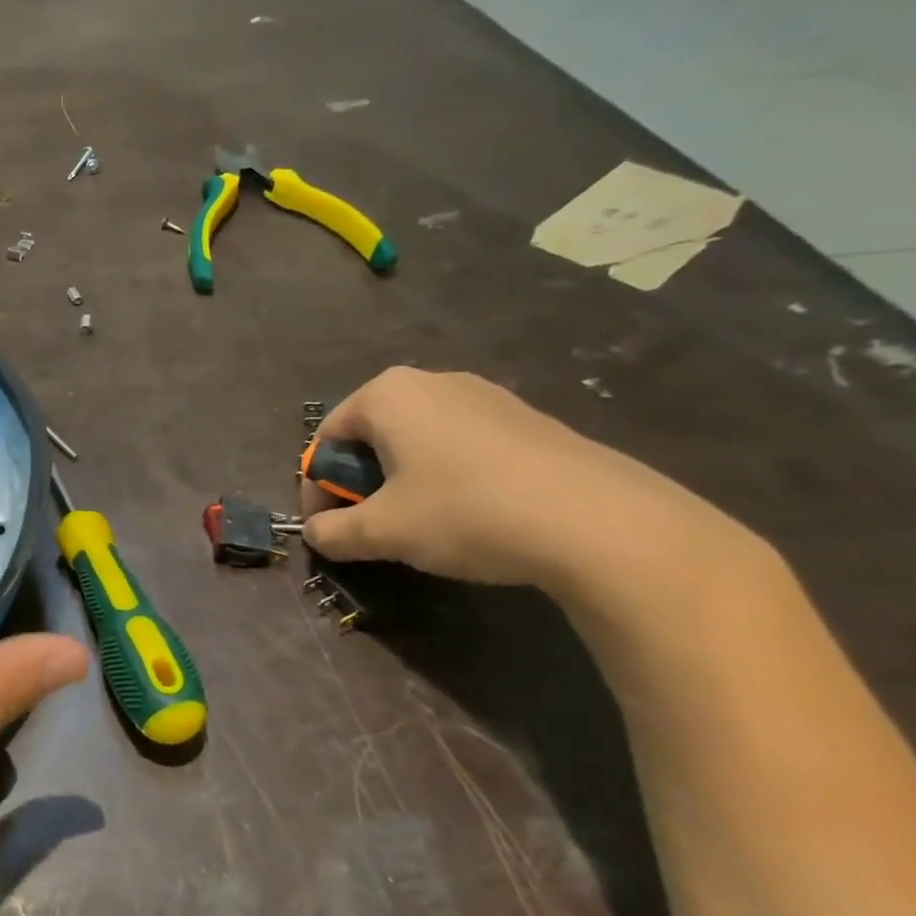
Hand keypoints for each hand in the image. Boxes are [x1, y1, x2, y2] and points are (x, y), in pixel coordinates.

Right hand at [301, 367, 740, 594]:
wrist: (601, 523)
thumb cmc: (466, 512)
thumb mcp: (383, 531)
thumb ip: (334, 531)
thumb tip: (314, 533)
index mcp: (387, 395)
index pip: (328, 437)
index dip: (317, 486)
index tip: (327, 525)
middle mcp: (432, 381)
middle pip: (372, 434)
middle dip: (360, 481)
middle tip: (370, 525)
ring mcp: (486, 397)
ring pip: (418, 439)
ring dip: (402, 480)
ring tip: (419, 524)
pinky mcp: (528, 420)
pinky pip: (462, 445)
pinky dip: (448, 476)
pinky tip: (470, 515)